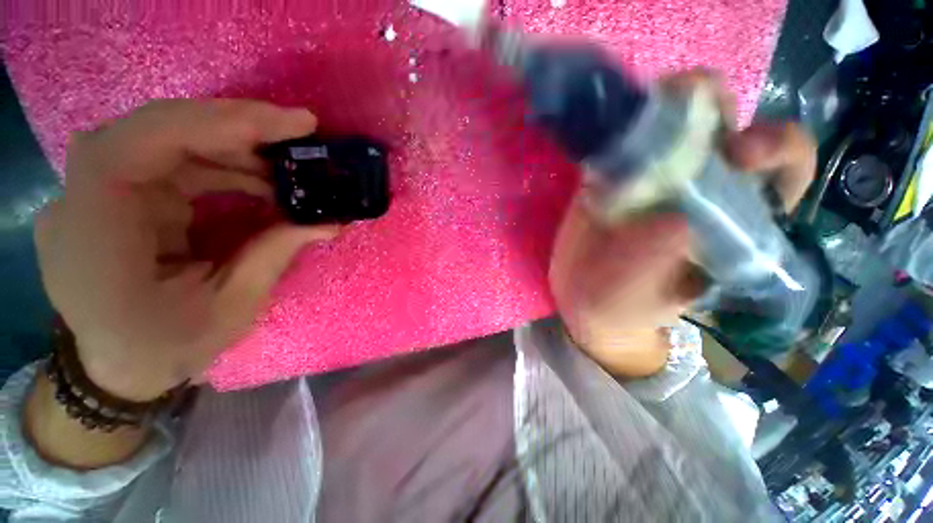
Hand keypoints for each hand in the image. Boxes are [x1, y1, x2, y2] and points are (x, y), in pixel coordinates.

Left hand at [35, 99, 338, 400]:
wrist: (117, 368)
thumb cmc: (166, 347)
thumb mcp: (231, 307)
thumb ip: (275, 253)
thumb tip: (329, 222)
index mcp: (96, 231)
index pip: (146, 141)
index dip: (221, 121)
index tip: (293, 124)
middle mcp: (82, 198)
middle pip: (158, 129)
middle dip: (236, 127)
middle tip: (300, 134)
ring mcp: (93, 192)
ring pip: (165, 139)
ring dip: (233, 148)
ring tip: (287, 169)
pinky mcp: (114, 195)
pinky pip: (168, 161)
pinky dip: (218, 164)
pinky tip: (257, 182)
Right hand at [549, 71, 816, 377]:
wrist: (581, 294)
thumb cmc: (622, 302)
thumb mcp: (644, 295)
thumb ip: (658, 265)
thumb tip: (675, 223)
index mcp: (732, 219)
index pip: (782, 169)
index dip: (777, 149)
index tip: (741, 155)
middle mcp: (700, 187)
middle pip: (728, 127)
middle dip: (717, 110)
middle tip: (687, 122)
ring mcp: (653, 177)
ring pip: (678, 121)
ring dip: (671, 104)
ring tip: (646, 112)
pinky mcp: (613, 174)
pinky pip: (625, 137)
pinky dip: (622, 124)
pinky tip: (608, 126)